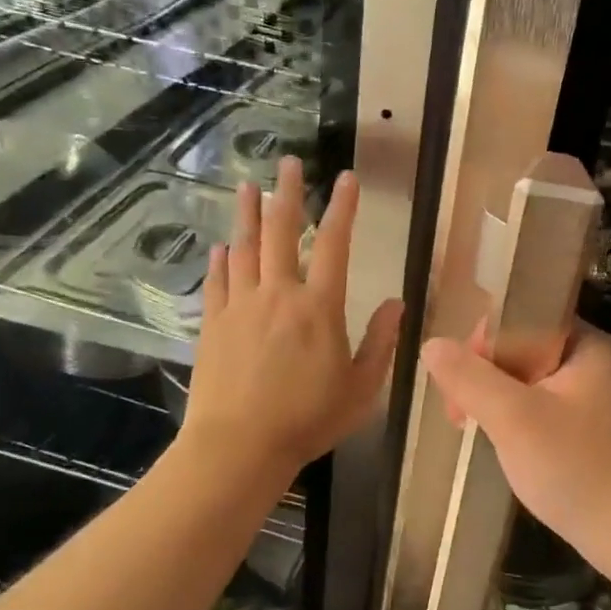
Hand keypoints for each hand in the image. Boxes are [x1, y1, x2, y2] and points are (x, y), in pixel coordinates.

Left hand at [185, 159, 400, 479]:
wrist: (239, 446)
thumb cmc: (308, 420)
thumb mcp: (361, 388)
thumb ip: (380, 342)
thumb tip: (397, 303)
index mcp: (319, 308)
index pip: (334, 245)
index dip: (342, 209)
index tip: (345, 178)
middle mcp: (278, 295)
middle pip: (281, 233)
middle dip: (287, 194)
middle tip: (287, 163)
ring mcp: (241, 307)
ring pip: (244, 249)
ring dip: (247, 215)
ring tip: (247, 187)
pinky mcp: (213, 324)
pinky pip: (218, 282)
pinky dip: (221, 261)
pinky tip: (222, 247)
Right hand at [420, 322, 610, 564]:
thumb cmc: (573, 466)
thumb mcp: (514, 417)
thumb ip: (471, 378)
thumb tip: (431, 344)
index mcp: (585, 344)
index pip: (524, 315)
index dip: (483, 338)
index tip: (456, 372)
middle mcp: (590, 361)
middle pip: (522, 346)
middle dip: (483, 372)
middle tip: (455, 408)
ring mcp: (588, 396)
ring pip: (525, 379)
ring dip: (492, 396)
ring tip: (462, 422)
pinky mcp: (581, 427)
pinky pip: (535, 404)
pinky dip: (510, 415)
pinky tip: (491, 436)